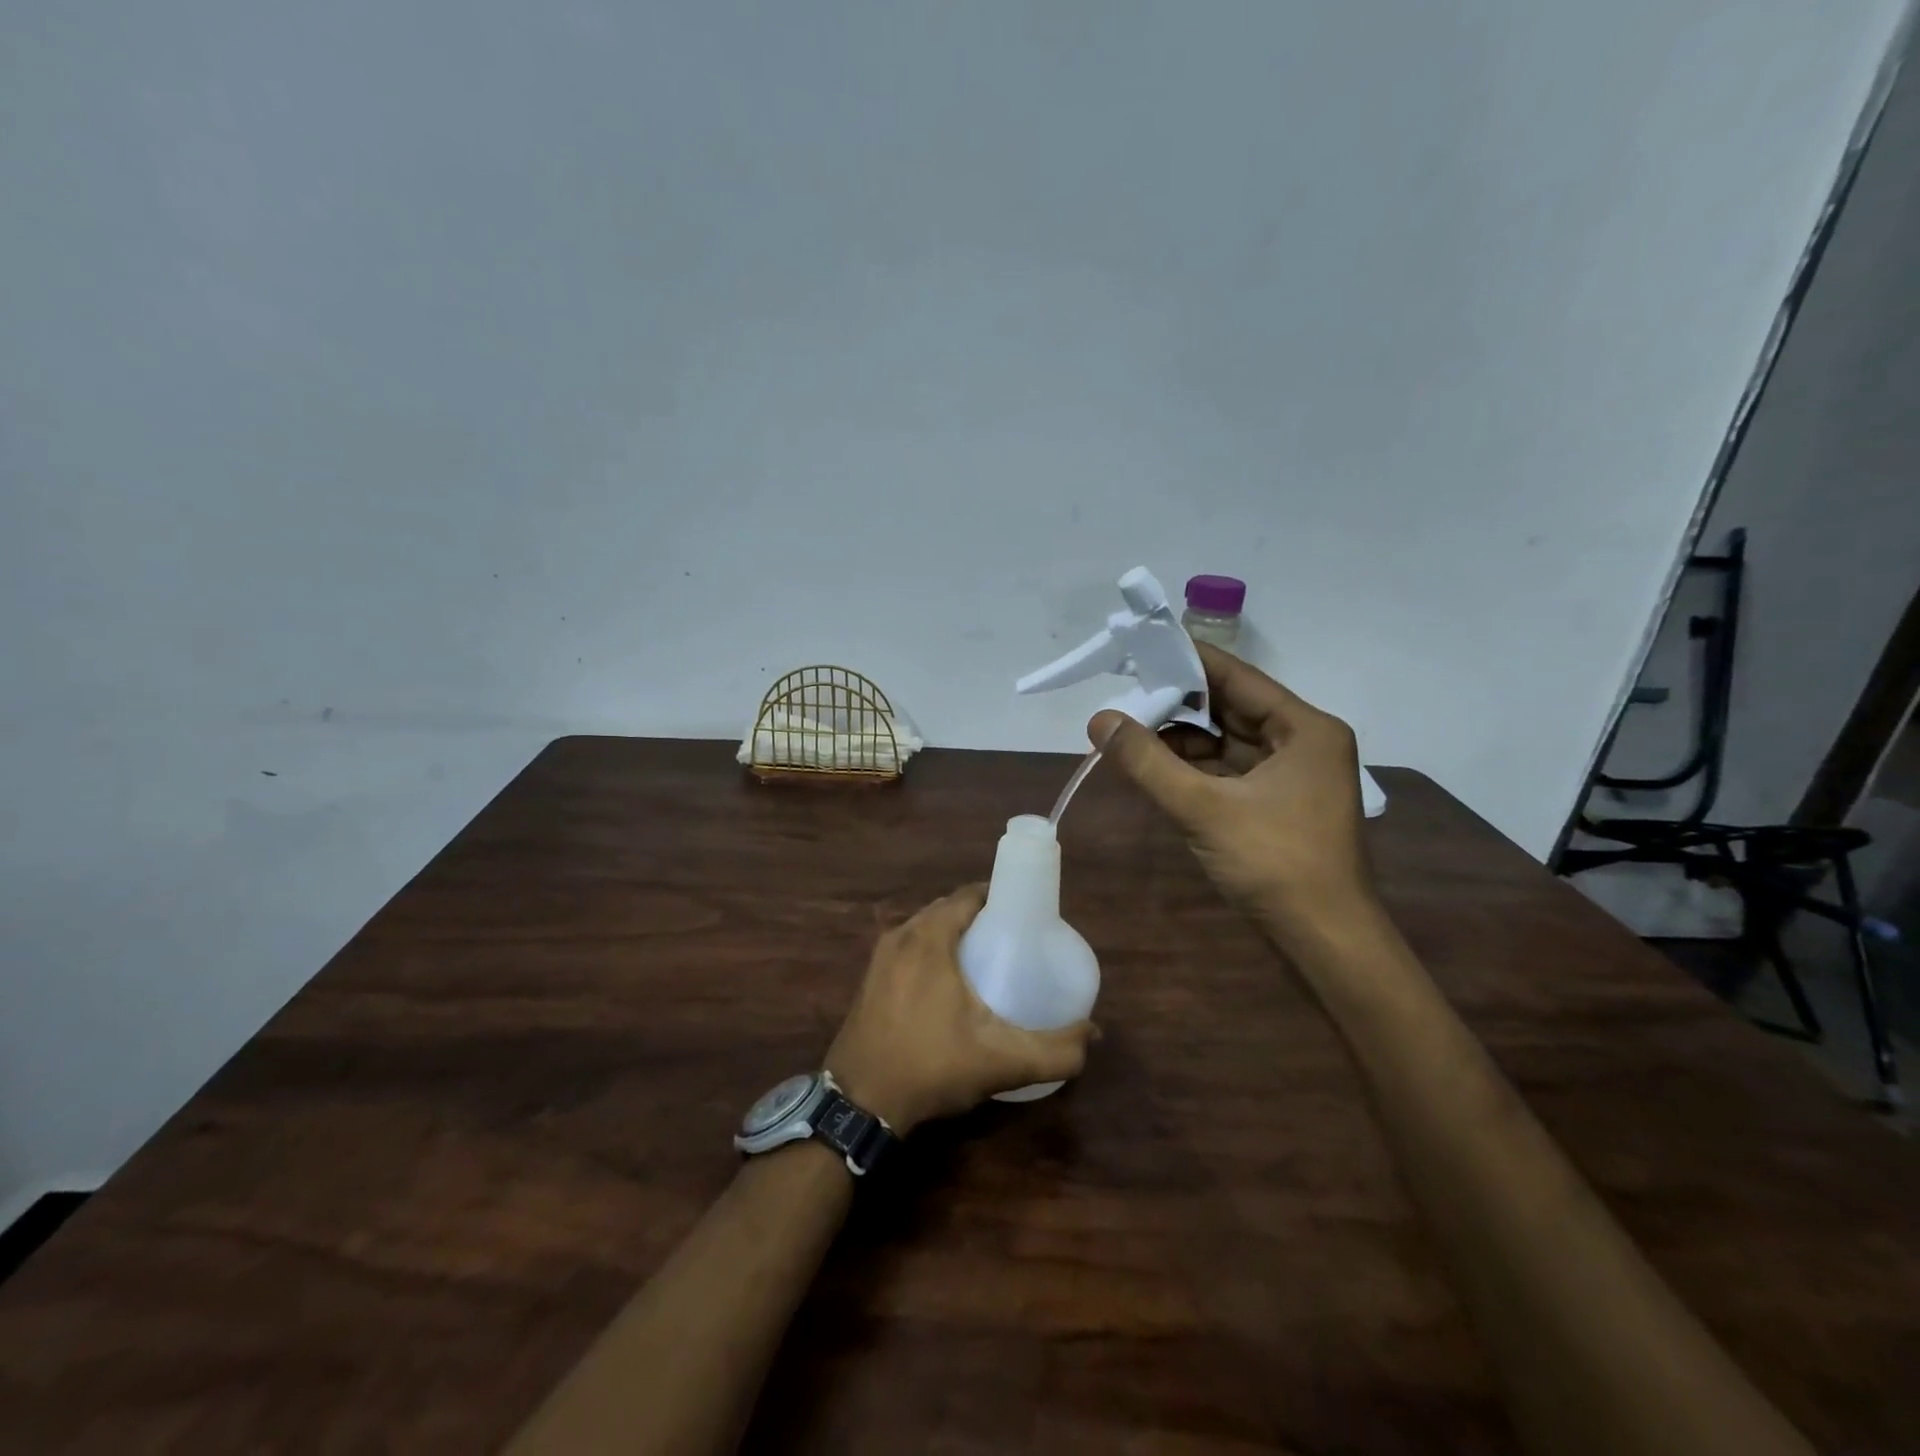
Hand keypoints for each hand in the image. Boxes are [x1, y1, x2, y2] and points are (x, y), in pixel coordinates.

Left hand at [826, 885, 1095, 1134]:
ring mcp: (880, 957)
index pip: (970, 895)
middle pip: (949, 909)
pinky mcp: (869, 978)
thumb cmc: (930, 1067)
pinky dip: (932, 951)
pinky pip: (909, 947)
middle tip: (1014, 940)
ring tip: (988, 961)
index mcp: (929, 937)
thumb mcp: (1001, 1061)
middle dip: (981, 916)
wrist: (858, 1103)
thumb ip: (1054, 1050)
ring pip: (926, 928)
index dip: (1000, 897)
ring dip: (955, 934)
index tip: (1027, 916)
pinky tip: (949, 984)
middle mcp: (901, 935)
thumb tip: (1093, 1034)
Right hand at [1091, 642, 1378, 949]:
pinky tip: (1155, 765)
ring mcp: (1292, 777)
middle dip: (1178, 702)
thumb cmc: (1275, 864)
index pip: (1237, 676)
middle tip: (1124, 689)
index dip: (1188, 660)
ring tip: (1129, 728)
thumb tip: (1098, 719)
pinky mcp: (1278, 806)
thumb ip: (1147, 762)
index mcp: (1304, 729)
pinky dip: (1194, 768)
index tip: (1142, 646)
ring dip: (1182, 738)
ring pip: (1227, 742)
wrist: (1327, 944)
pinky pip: (1229, 771)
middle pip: (1231, 708)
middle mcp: (1303, 743)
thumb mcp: (1203, 808)